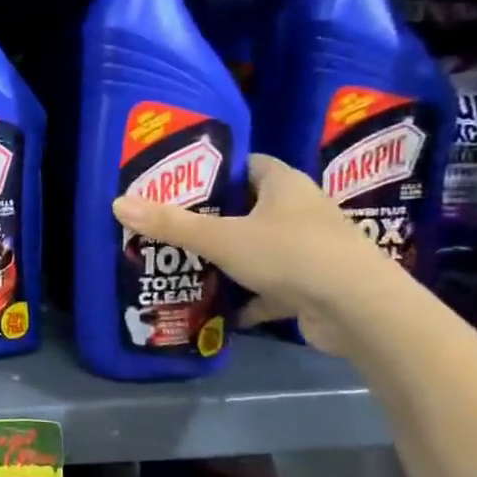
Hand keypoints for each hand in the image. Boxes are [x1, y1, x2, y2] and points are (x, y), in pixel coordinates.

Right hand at [111, 153, 411, 353]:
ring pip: (260, 249)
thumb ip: (171, 224)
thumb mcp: (221, 237)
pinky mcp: (313, 287)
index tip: (179, 184)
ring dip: (229, 259)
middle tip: (170, 226)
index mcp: (285, 185)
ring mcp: (310, 250)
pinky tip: (219, 309)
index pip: (247, 165)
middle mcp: (301, 211)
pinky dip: (248, 298)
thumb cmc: (291, 254)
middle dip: (214, 218)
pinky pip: (270, 288)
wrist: (359, 310)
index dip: (215, 171)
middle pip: (250, 208)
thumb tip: (117, 203)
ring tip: (185, 264)